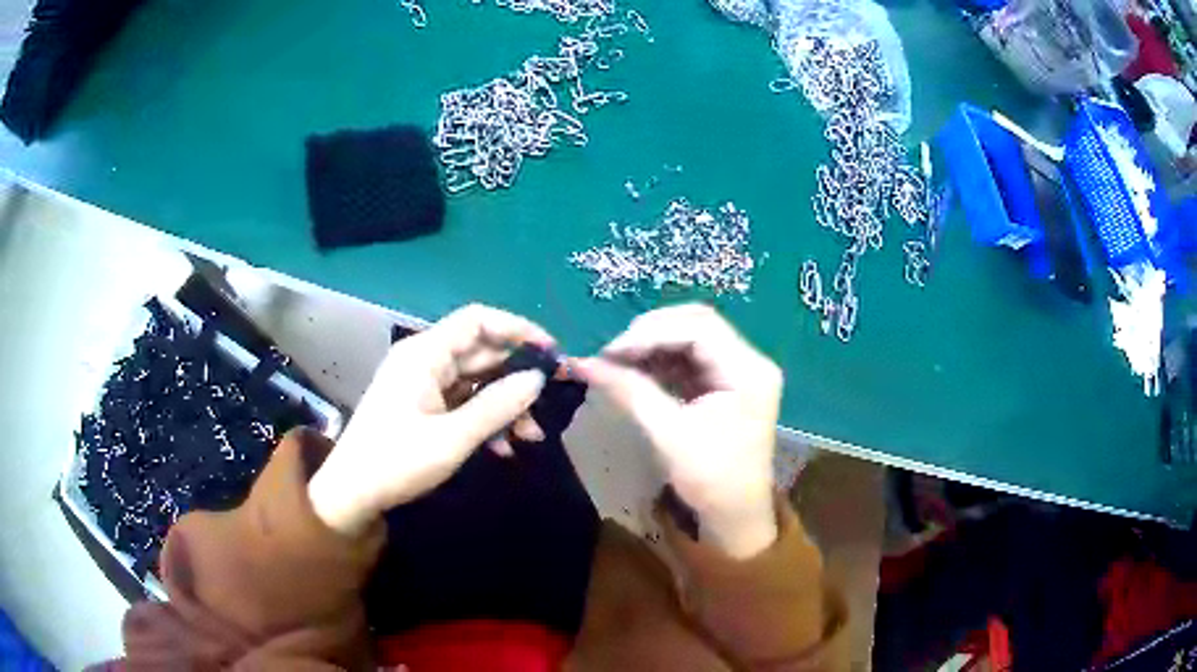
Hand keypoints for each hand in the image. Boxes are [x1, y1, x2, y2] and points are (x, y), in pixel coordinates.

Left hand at [309, 305, 553, 536]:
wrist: (352, 494)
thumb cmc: (396, 462)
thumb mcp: (452, 438)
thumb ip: (497, 406)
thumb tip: (538, 378)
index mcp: (424, 354)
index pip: (477, 320)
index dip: (518, 330)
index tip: (552, 354)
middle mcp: (424, 360)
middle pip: (481, 352)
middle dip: (517, 377)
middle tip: (550, 404)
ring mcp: (423, 384)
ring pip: (477, 381)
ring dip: (505, 405)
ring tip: (530, 437)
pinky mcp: (423, 406)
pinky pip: (464, 402)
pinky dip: (486, 419)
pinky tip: (504, 448)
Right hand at [575, 304, 781, 558]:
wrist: (735, 516)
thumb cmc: (710, 480)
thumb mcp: (668, 434)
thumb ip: (630, 392)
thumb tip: (585, 363)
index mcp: (748, 371)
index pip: (699, 329)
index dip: (651, 333)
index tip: (611, 351)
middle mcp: (750, 362)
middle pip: (698, 324)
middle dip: (651, 332)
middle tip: (613, 352)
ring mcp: (739, 371)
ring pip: (692, 337)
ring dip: (653, 344)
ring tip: (618, 360)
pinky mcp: (726, 383)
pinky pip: (691, 357)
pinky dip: (661, 359)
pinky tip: (635, 369)